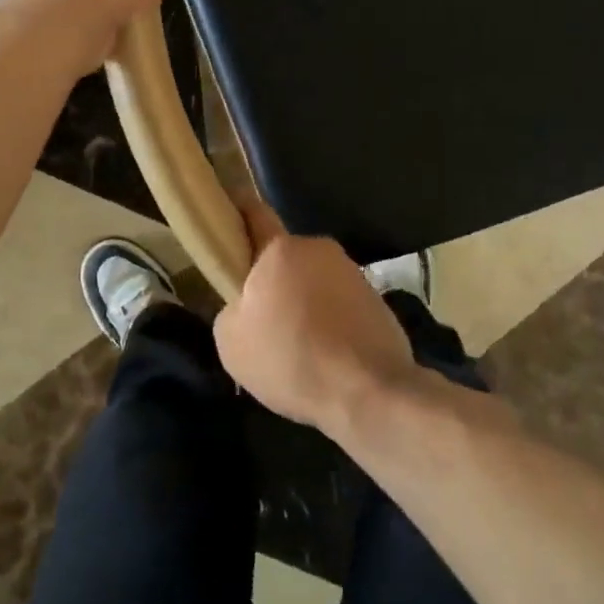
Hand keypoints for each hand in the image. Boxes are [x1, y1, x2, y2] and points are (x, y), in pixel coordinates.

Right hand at [214, 201, 422, 434]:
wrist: (370, 391)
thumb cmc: (292, 359)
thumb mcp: (232, 343)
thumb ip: (231, 310)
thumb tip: (246, 306)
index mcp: (280, 249)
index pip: (254, 214)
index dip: (238, 211)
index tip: (228, 215)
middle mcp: (318, 249)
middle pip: (284, 258)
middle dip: (273, 282)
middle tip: (263, 322)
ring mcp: (352, 272)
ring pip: (313, 282)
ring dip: (303, 303)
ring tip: (298, 349)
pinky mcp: (375, 298)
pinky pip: (339, 304)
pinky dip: (329, 322)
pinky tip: (326, 357)